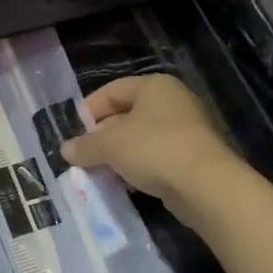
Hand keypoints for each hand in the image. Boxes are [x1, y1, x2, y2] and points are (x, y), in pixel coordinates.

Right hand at [60, 73, 242, 219]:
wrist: (206, 185)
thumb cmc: (154, 149)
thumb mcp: (110, 145)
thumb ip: (86, 145)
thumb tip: (66, 150)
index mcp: (154, 86)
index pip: (113, 90)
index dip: (89, 110)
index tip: (73, 133)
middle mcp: (173, 102)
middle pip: (127, 115)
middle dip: (103, 136)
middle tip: (84, 156)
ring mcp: (187, 130)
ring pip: (142, 139)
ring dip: (119, 156)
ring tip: (100, 174)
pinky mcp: (193, 158)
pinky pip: (157, 158)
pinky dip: (139, 168)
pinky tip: (125, 185)